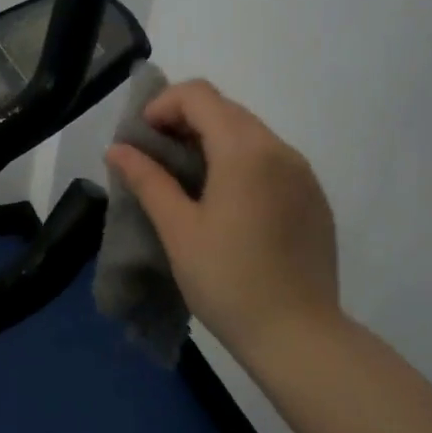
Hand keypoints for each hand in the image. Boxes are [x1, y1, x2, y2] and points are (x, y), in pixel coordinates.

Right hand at [104, 79, 342, 363]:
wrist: (299, 336)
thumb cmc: (228, 280)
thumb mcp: (178, 229)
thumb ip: (147, 180)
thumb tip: (117, 149)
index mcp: (245, 150)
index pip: (199, 95)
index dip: (162, 105)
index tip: (141, 140)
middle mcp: (280, 149)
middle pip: (225, 110)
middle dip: (184, 121)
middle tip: (156, 159)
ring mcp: (303, 173)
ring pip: (250, 133)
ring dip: (212, 141)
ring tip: (186, 182)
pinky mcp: (314, 198)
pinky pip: (271, 160)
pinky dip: (240, 162)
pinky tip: (226, 204)